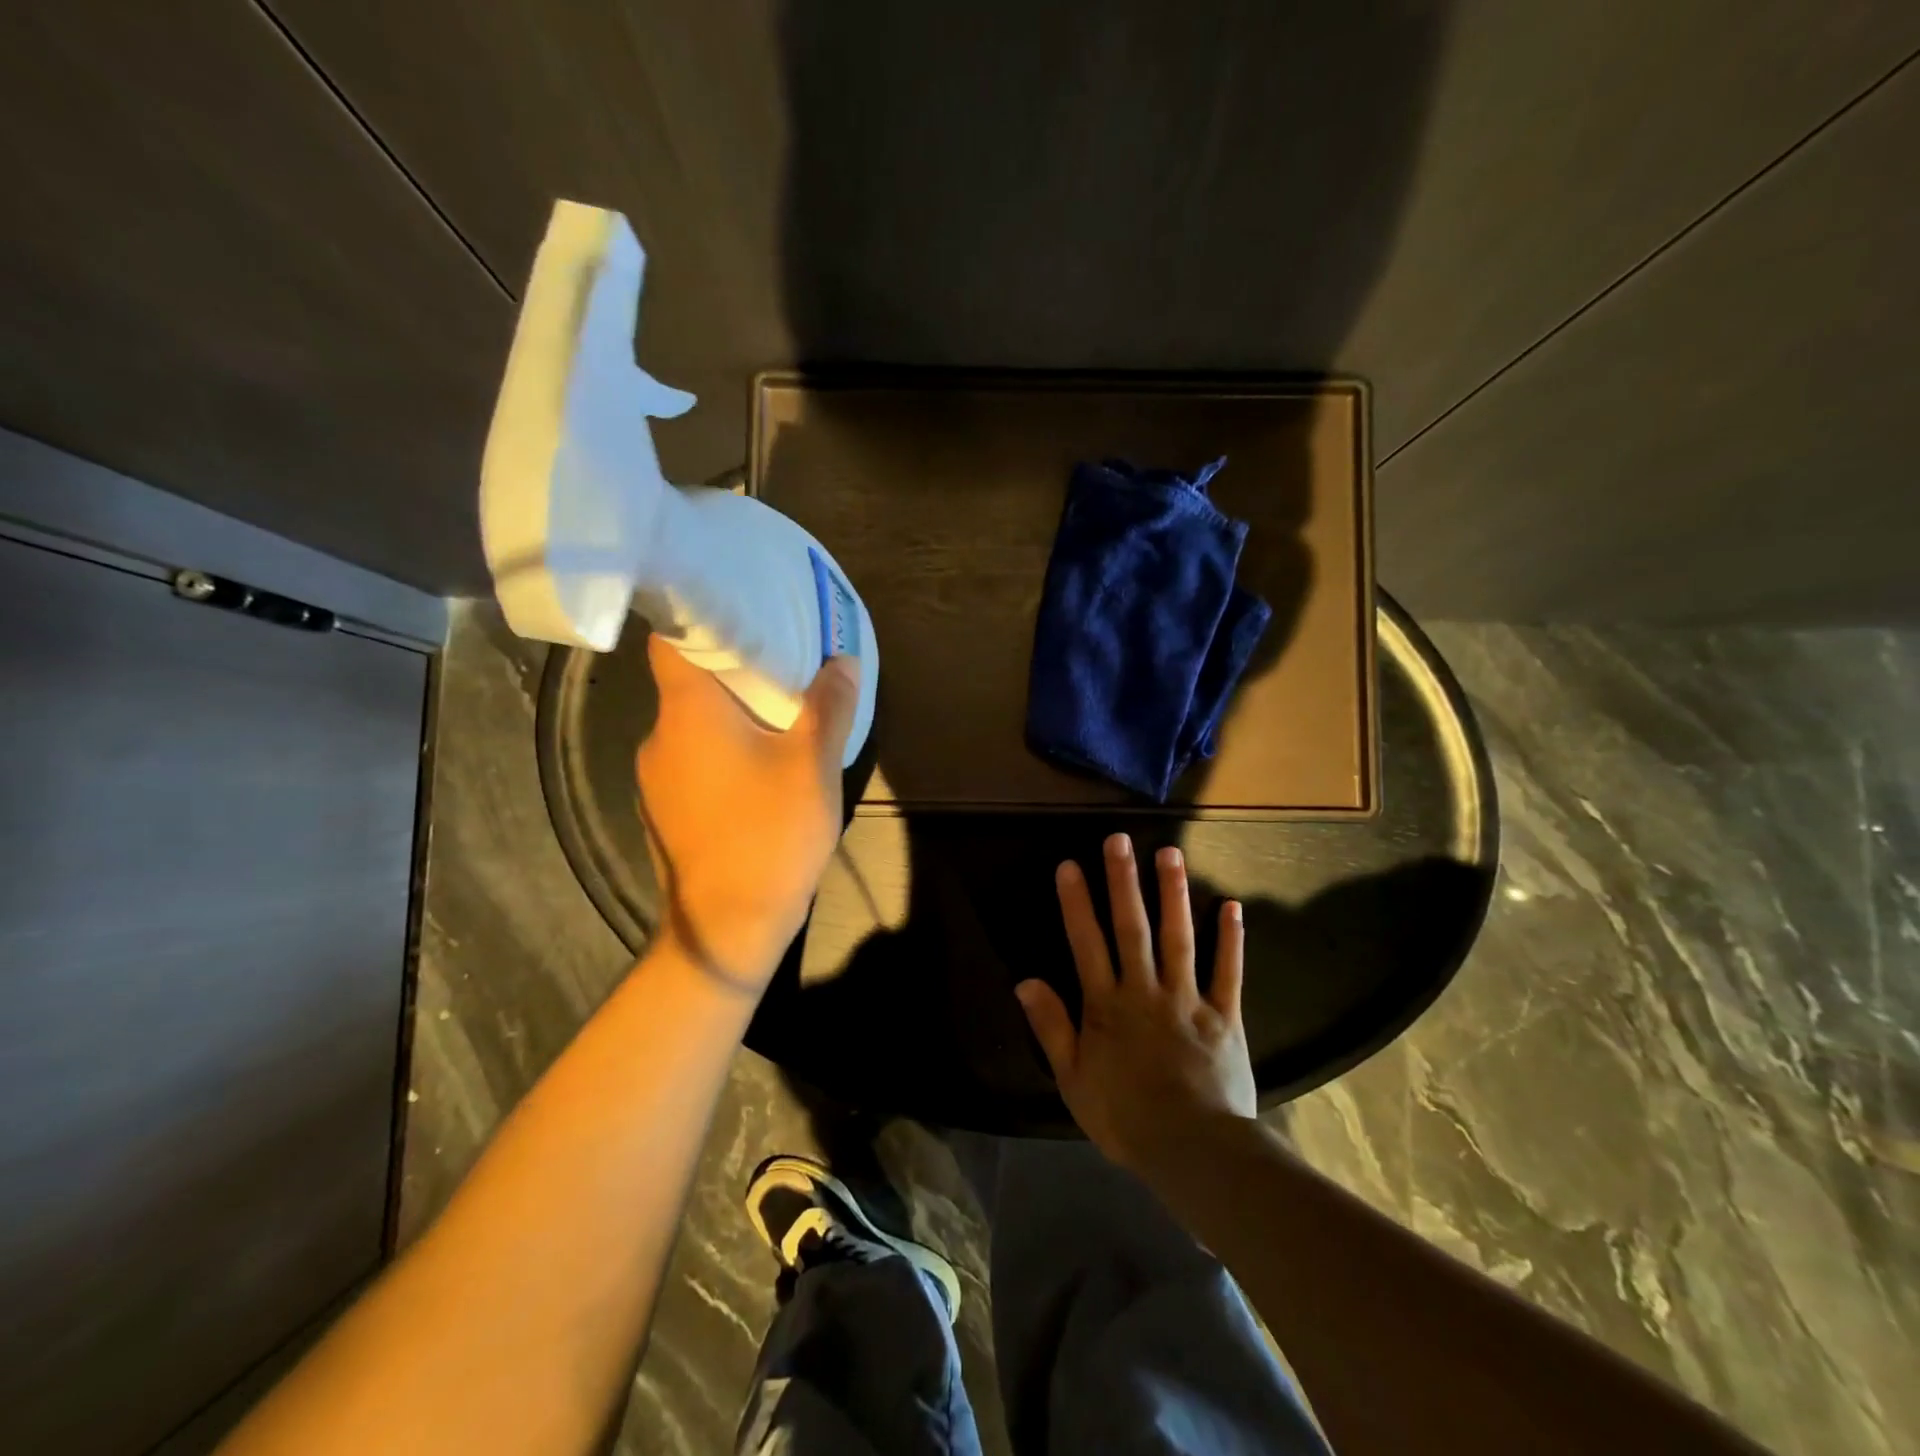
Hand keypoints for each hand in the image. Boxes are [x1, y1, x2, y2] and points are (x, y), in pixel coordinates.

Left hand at [635, 636, 856, 990]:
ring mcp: (656, 778)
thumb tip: (842, 662)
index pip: (671, 639)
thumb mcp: (814, 764)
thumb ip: (829, 707)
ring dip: (729, 718)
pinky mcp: (665, 811)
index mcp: (688, 711)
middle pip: (687, 683)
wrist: (727, 925)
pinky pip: (693, 763)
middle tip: (780, 666)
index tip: (740, 613)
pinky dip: (721, 754)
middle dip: (732, 672)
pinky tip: (758, 773)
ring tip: (778, 719)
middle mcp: (660, 736)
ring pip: (692, 727)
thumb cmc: (770, 832)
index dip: (699, 620)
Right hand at [1016, 832, 1256, 1174]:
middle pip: (1132, 928)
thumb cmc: (1125, 1117)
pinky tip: (1232, 906)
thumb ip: (1051, 1027)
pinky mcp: (1224, 1016)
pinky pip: (1229, 972)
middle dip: (1124, 882)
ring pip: (1179, 938)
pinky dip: (1231, 940)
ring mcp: (1188, 999)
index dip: (1076, 903)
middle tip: (1119, 840)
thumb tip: (1025, 981)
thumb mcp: (1073, 1079)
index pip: (1087, 944)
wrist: (1192, 1151)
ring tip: (1170, 854)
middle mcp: (1145, 990)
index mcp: (1107, 1006)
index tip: (1070, 865)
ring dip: (1174, 894)